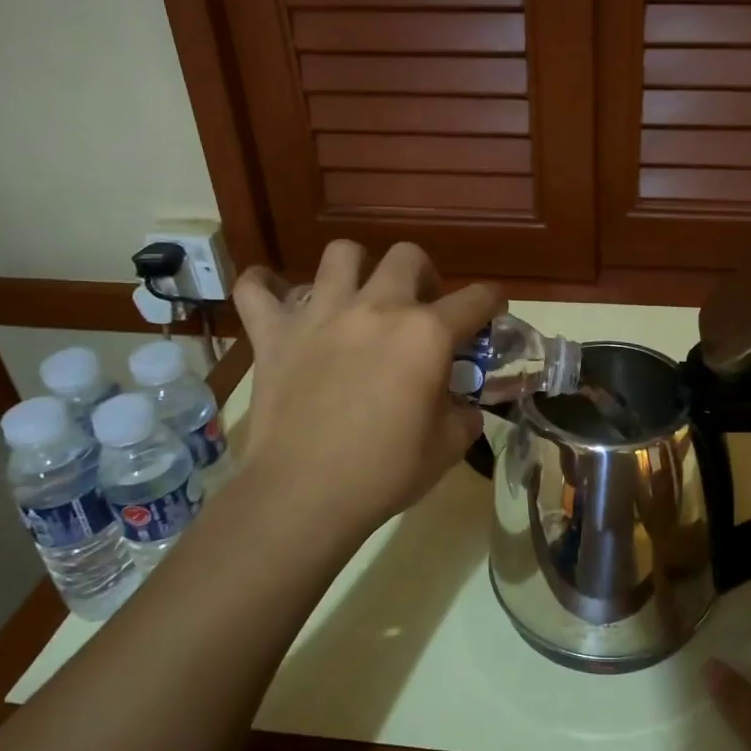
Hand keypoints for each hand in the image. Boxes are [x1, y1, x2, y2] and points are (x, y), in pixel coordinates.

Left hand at [231, 241, 500, 540]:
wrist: (305, 495)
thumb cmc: (385, 472)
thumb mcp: (448, 448)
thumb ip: (464, 415)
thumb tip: (464, 407)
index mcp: (426, 334)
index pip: (475, 299)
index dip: (492, 301)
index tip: (493, 309)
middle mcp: (377, 308)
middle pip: (407, 257)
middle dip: (424, 274)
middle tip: (420, 306)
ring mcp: (321, 315)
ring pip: (340, 254)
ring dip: (355, 268)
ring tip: (357, 295)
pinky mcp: (274, 334)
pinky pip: (256, 290)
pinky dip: (264, 286)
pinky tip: (273, 295)